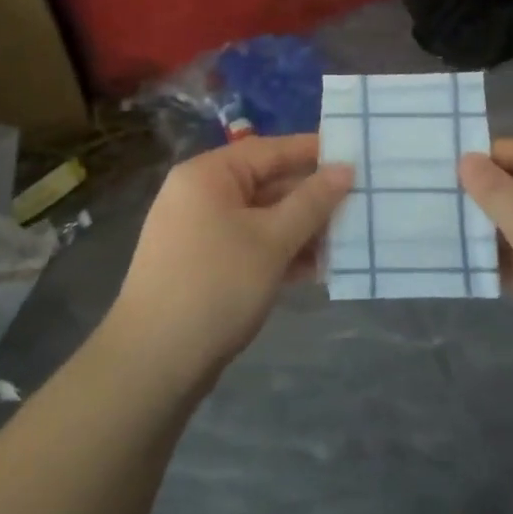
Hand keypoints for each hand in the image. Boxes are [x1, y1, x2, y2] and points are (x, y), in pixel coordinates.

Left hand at [108, 134, 352, 386]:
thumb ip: (311, 202)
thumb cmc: (216, 286)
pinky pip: (249, 245)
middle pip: (266, 184)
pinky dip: (279, 253)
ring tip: (346, 241)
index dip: (313, 152)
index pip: (270, 150)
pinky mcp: (202, 266)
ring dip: (300, 229)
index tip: (354, 156)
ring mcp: (198, 232)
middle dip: (311, 199)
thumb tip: (345, 169)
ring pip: (261, 219)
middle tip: (360, 205)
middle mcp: (200, 195)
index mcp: (208, 175)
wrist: (153, 363)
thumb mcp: (272, 241)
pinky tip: (316, 269)